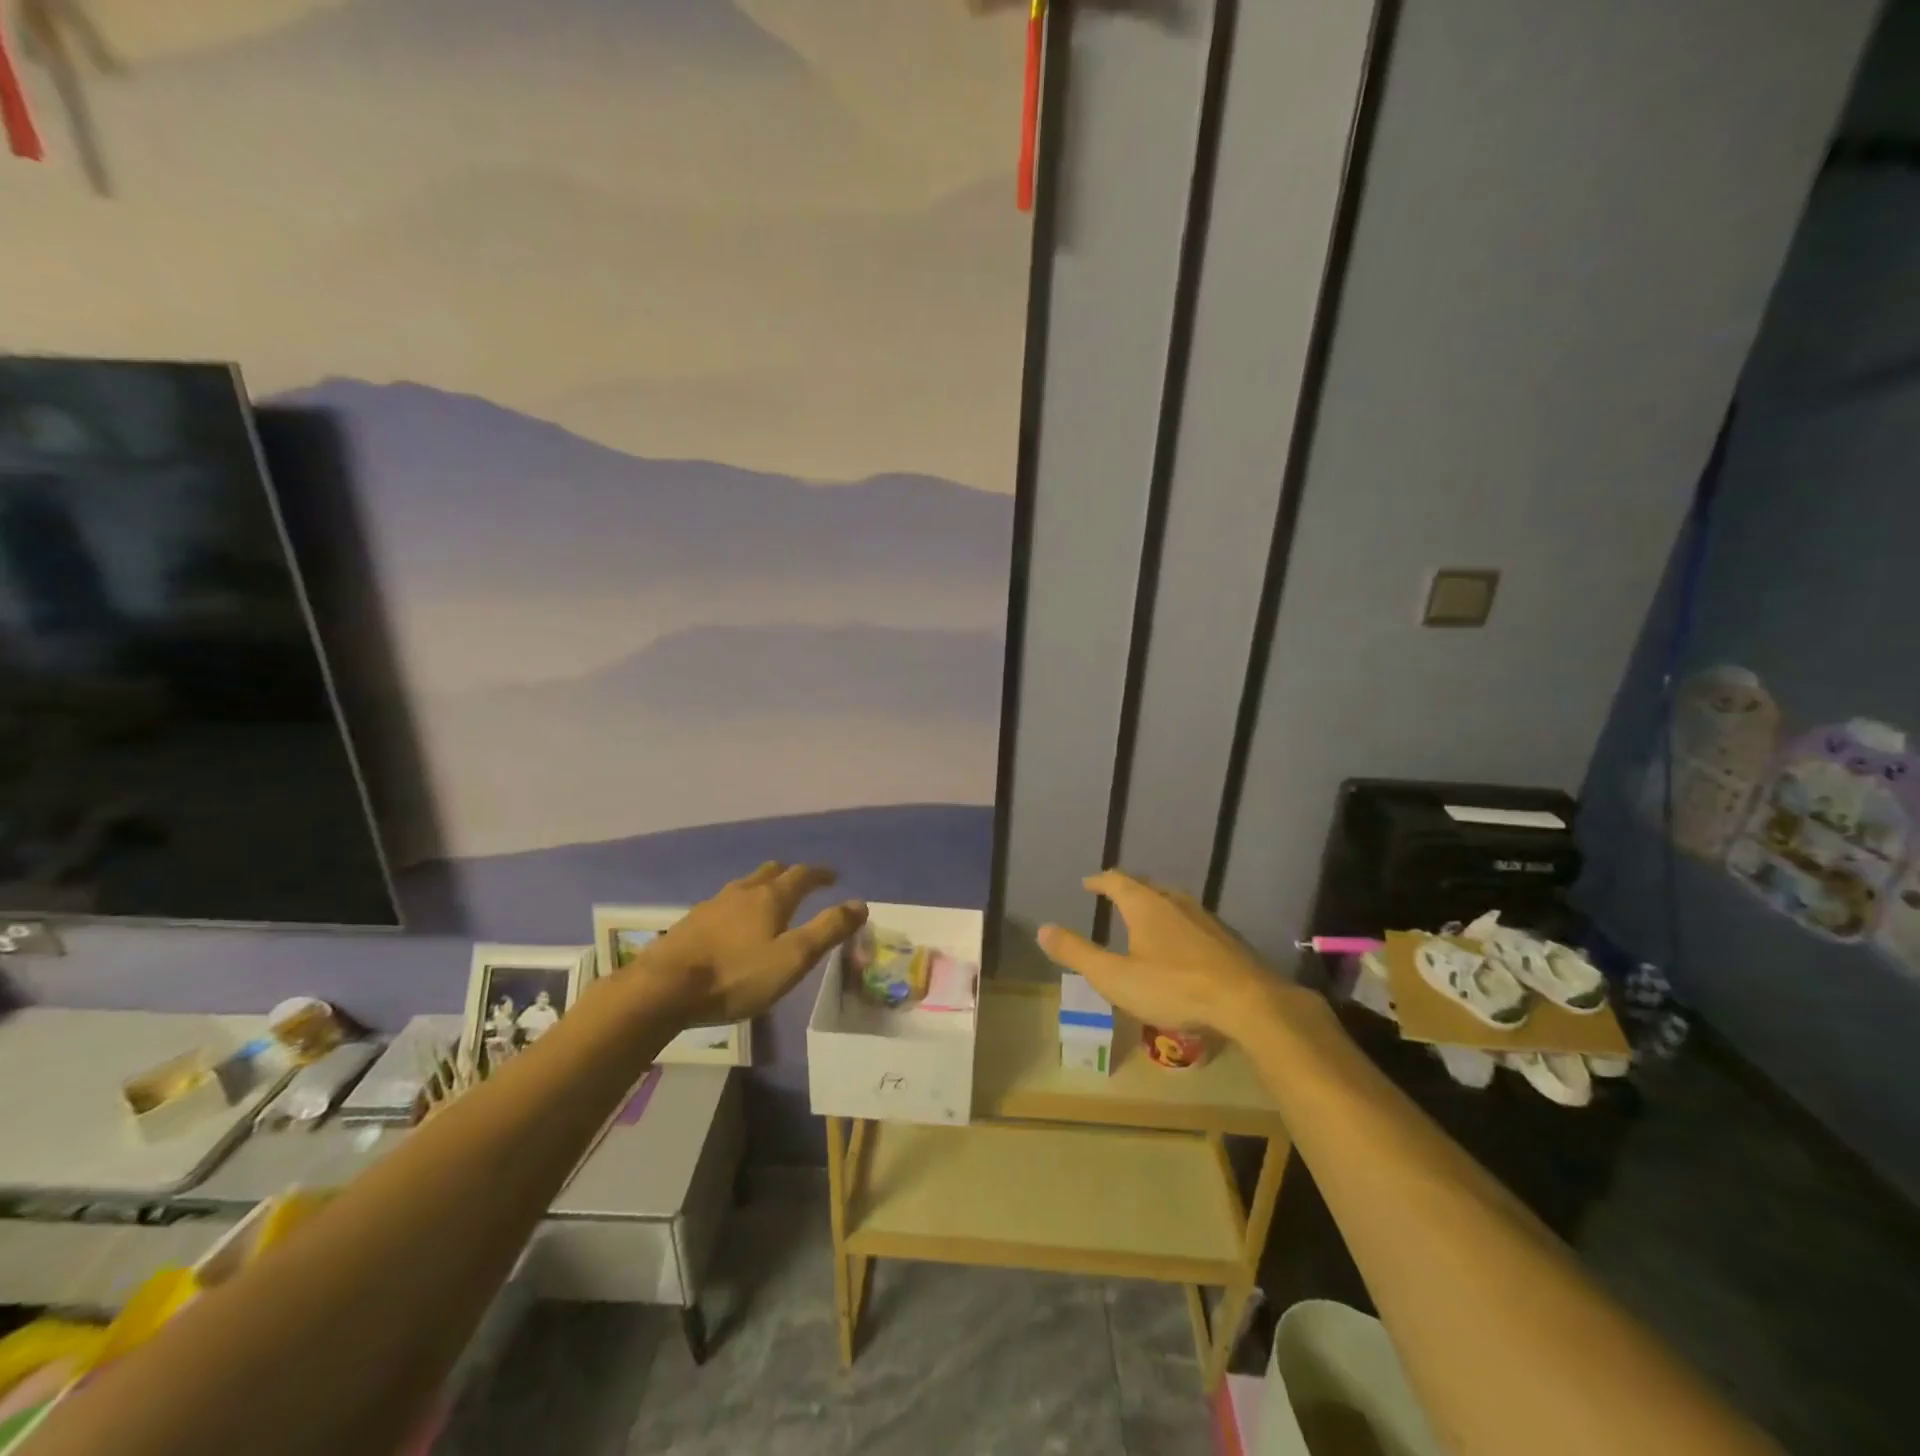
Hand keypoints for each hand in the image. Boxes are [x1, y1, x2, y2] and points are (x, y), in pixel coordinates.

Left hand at [636, 863, 867, 1025]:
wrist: (663, 989)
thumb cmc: (736, 975)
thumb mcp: (793, 958)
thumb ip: (828, 930)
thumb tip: (860, 904)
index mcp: (771, 897)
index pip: (803, 875)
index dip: (821, 874)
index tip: (833, 877)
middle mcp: (743, 891)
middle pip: (771, 872)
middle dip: (790, 875)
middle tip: (803, 885)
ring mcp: (713, 904)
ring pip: (745, 885)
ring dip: (763, 888)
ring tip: (770, 902)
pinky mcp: (691, 922)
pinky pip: (725, 903)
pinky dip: (740, 906)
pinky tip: (734, 925)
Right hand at [1037, 870, 1297, 1038]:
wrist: (1247, 1002)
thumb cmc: (1173, 987)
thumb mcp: (1115, 976)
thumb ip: (1077, 953)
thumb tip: (1042, 928)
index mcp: (1144, 905)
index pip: (1116, 882)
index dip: (1099, 881)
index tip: (1088, 883)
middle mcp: (1174, 902)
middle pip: (1145, 886)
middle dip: (1127, 889)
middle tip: (1113, 896)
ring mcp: (1203, 918)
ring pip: (1172, 901)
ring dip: (1153, 904)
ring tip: (1144, 916)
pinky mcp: (1225, 938)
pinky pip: (1191, 920)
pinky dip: (1176, 923)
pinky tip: (1180, 944)